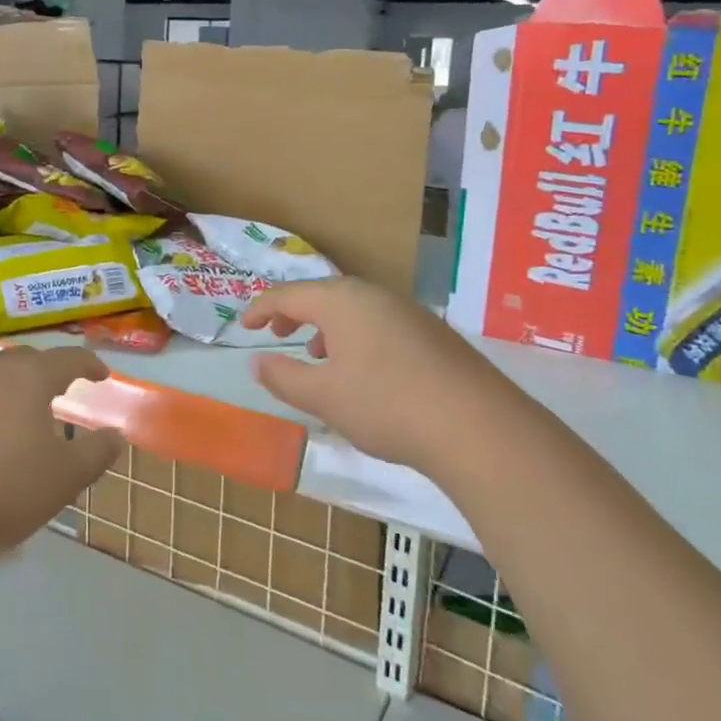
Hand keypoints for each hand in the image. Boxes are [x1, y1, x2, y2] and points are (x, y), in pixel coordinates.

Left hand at [0, 346, 120, 563]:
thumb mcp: (62, 480)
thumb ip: (95, 454)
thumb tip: (115, 435)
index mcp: (27, 378)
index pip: (67, 359)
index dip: (88, 364)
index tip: (101, 375)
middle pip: (24, 361)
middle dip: (45, 372)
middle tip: (58, 392)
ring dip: (7, 389)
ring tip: (15, 415)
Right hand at [241, 278, 502, 467]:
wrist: (477, 425)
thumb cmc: (385, 404)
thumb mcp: (324, 396)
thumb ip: (284, 377)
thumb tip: (257, 362)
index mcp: (341, 301)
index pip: (288, 294)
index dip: (261, 308)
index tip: (243, 326)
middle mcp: (374, 295)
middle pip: (323, 295)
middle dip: (295, 313)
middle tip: (276, 333)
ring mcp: (408, 312)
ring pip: (354, 309)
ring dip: (327, 326)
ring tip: (317, 354)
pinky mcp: (432, 333)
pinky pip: (379, 323)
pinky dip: (356, 337)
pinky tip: (363, 371)